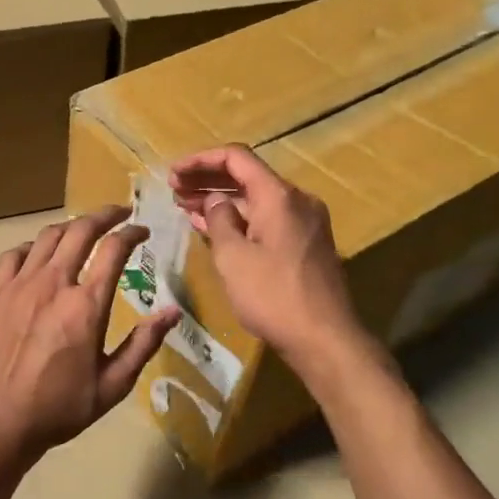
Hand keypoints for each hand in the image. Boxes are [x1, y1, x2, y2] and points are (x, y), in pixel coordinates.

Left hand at [0, 206, 179, 461]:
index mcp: (86, 306)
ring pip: (48, 237)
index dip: (132, 233)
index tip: (142, 231)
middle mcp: (53, 284)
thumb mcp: (113, 385)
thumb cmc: (61, 407)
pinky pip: (14, 254)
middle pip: (80, 230)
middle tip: (119, 214)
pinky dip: (33, 246)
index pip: (114, 250)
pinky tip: (40, 255)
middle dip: (104, 215)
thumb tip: (173, 311)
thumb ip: (143, 344)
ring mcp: (20, 285)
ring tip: (84, 230)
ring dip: (71, 227)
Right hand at [168, 145, 362, 368]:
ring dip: (222, 200)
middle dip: (207, 180)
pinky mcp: (305, 244)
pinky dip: (239, 219)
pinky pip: (267, 219)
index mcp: (278, 196)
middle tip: (173, 190)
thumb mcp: (233, 257)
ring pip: (256, 200)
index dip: (201, 160)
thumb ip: (220, 220)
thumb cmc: (273, 296)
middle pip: (247, 176)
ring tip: (185, 207)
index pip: (236, 158)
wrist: (325, 339)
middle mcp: (296, 201)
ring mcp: (304, 223)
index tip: (173, 173)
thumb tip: (216, 201)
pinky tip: (214, 228)